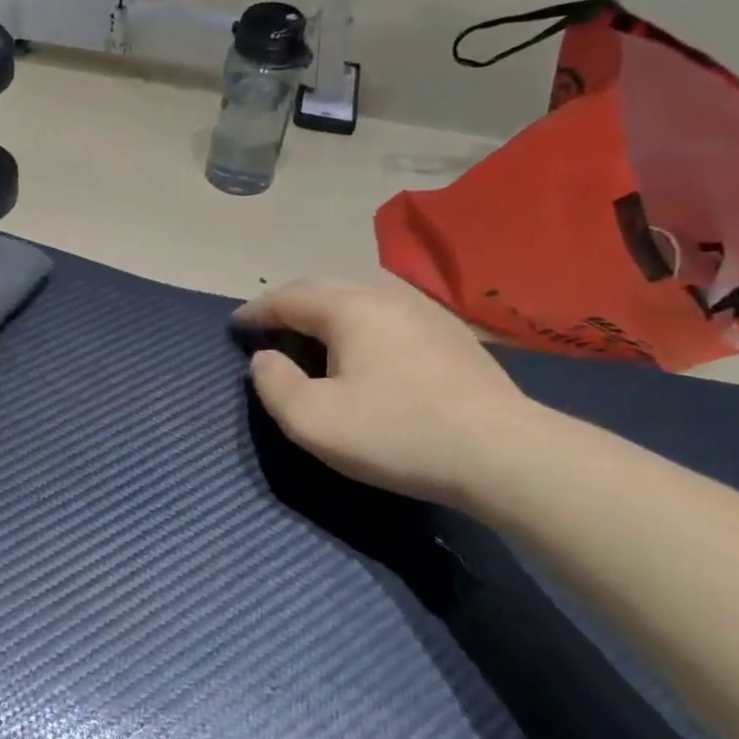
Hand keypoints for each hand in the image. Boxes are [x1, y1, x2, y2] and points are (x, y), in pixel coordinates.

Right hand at [234, 274, 534, 507]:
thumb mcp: (313, 420)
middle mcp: (385, 295)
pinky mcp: (451, 333)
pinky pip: (388, 311)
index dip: (257, 311)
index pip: (288, 297)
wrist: (502, 452)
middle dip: (289, 302)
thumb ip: (274, 385)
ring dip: (326, 307)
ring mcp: (425, 310)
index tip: (235, 324)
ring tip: (311, 330)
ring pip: (360, 294)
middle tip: (268, 323)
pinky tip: (365, 344)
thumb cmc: (396, 432)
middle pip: (324, 286)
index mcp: (348, 308)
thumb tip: (264, 359)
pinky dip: (359, 319)